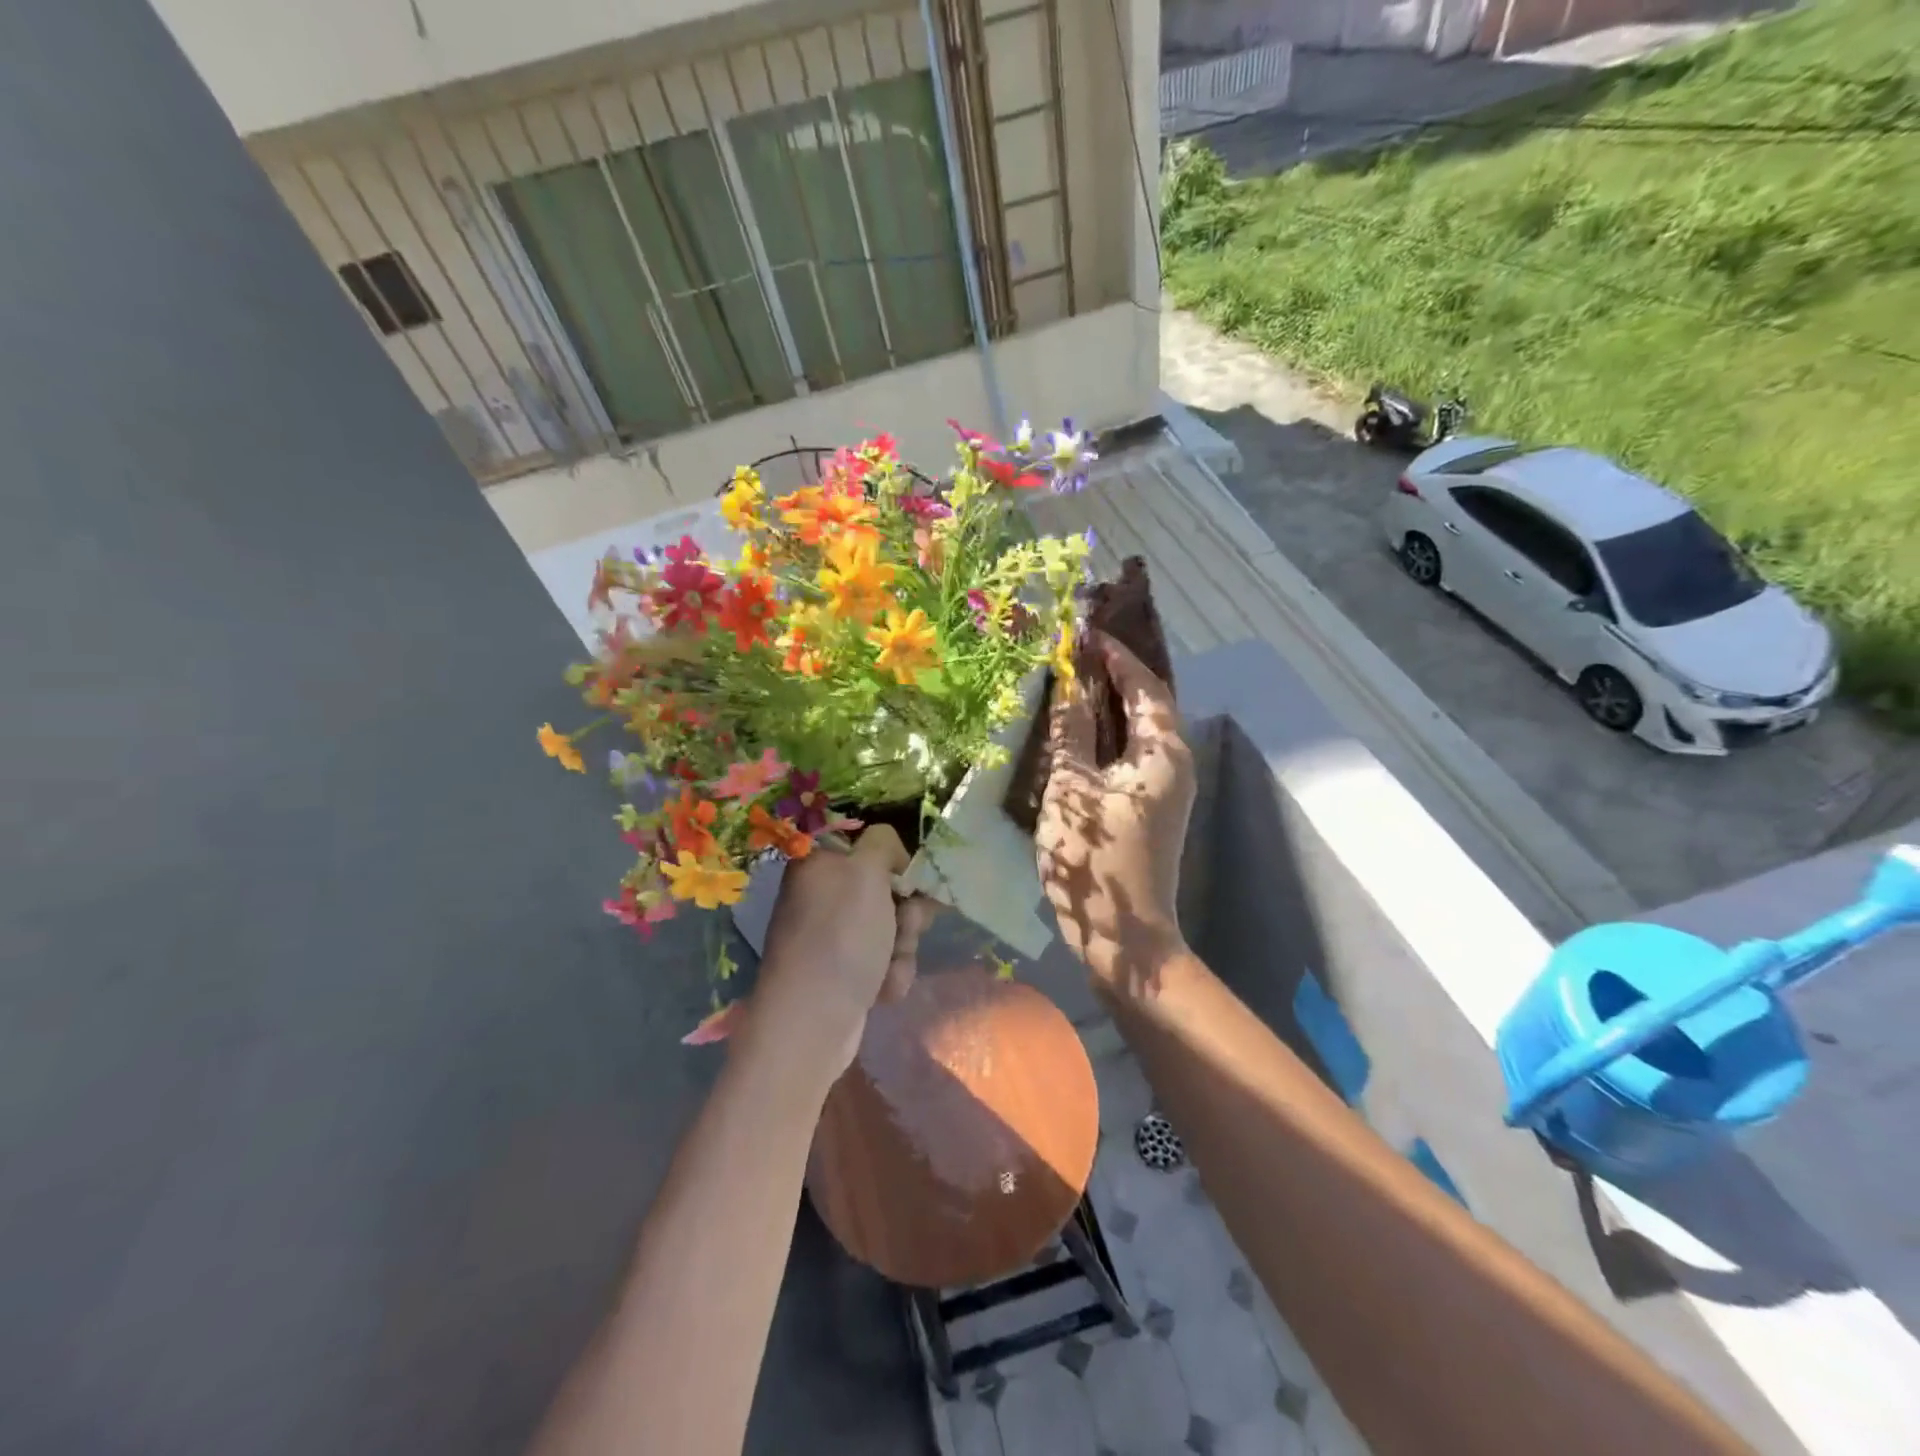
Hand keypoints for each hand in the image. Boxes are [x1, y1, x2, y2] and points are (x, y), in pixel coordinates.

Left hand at [746, 826, 939, 1078]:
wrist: (811, 1023)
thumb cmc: (840, 937)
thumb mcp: (865, 872)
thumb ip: (882, 843)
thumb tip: (891, 854)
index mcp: (819, 863)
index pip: (868, 844)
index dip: (895, 861)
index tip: (910, 879)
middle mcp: (823, 895)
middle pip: (887, 888)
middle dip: (907, 912)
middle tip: (905, 926)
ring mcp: (833, 936)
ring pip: (893, 927)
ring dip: (903, 947)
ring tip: (888, 968)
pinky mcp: (844, 971)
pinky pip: (884, 960)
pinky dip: (890, 974)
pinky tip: (882, 991)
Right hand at [1036, 632, 1195, 997]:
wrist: (1123, 936)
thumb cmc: (1095, 858)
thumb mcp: (1070, 788)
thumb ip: (1069, 732)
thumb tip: (1066, 683)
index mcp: (1164, 752)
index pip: (1146, 686)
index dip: (1116, 656)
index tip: (1084, 633)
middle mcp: (1175, 763)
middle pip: (1148, 704)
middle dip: (1115, 675)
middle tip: (1077, 651)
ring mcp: (1166, 788)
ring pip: (1139, 730)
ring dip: (1110, 704)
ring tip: (1073, 681)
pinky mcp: (1150, 807)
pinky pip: (1131, 754)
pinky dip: (1107, 734)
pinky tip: (1078, 732)